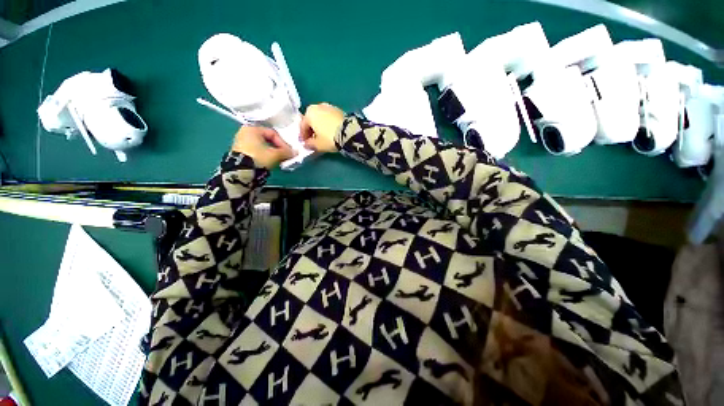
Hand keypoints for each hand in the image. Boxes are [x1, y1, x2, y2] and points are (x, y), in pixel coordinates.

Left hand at [231, 126, 296, 168]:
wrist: (242, 172)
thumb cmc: (259, 158)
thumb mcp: (275, 155)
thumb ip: (286, 152)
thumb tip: (295, 153)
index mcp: (252, 129)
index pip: (273, 133)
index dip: (283, 143)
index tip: (289, 152)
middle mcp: (245, 132)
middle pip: (267, 139)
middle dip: (278, 148)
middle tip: (285, 156)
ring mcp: (240, 142)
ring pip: (262, 145)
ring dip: (272, 152)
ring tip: (278, 160)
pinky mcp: (239, 152)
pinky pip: (256, 150)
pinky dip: (264, 155)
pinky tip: (269, 162)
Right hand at [299, 103, 344, 152]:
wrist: (349, 133)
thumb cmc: (329, 138)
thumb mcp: (318, 144)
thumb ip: (309, 144)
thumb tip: (306, 144)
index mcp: (309, 112)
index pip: (303, 126)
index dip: (303, 136)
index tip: (305, 143)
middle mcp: (318, 106)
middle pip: (312, 120)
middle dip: (312, 130)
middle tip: (313, 139)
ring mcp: (329, 107)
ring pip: (321, 118)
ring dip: (320, 126)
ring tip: (322, 136)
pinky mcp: (339, 110)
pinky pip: (329, 118)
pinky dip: (328, 124)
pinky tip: (330, 132)